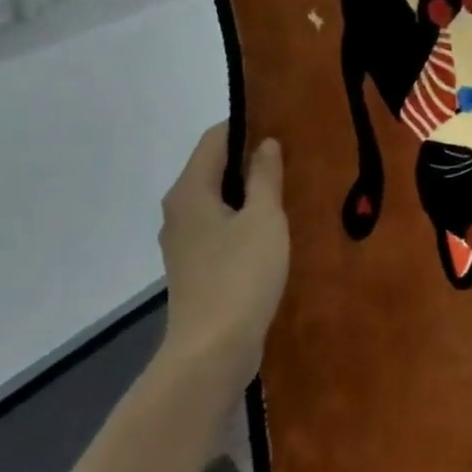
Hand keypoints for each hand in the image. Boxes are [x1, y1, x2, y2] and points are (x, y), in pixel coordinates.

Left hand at [157, 124, 288, 384]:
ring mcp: (183, 243)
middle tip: (292, 154)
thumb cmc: (241, 275)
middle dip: (249, 158)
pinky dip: (243, 219)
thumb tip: (265, 144)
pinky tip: (272, 229)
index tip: (281, 121)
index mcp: (189, 192)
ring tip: (288, 188)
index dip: (245, 125)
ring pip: (216, 201)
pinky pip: (220, 228)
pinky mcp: (195, 268)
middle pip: (212, 169)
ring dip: (247, 192)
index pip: (214, 140)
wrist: (213, 349)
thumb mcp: (264, 219)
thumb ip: (265, 177)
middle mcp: (178, 211)